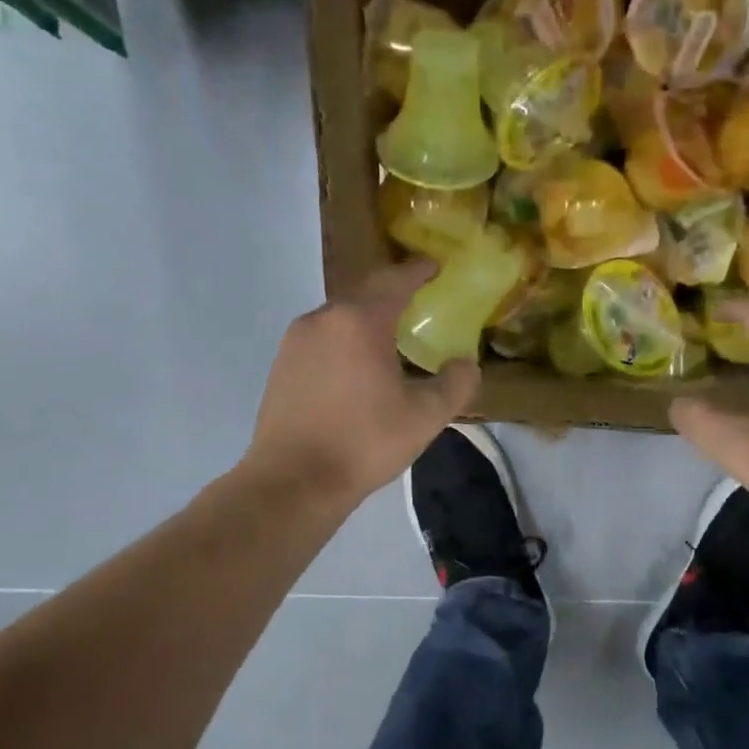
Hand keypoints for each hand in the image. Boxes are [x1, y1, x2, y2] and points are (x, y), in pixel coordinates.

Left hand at [244, 263, 478, 506]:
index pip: (396, 281)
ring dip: (368, 320)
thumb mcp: (425, 416)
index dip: (419, 271)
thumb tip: (466, 364)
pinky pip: (322, 338)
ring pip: (340, 317)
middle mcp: (323, 319)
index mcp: (359, 321)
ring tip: (392, 338)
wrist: (293, 481)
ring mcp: (296, 341)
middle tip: (420, 303)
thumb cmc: (364, 442)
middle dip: (394, 294)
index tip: (437, 266)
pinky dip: (345, 341)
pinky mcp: (282, 364)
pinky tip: (358, 367)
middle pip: (365, 294)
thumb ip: (456, 383)